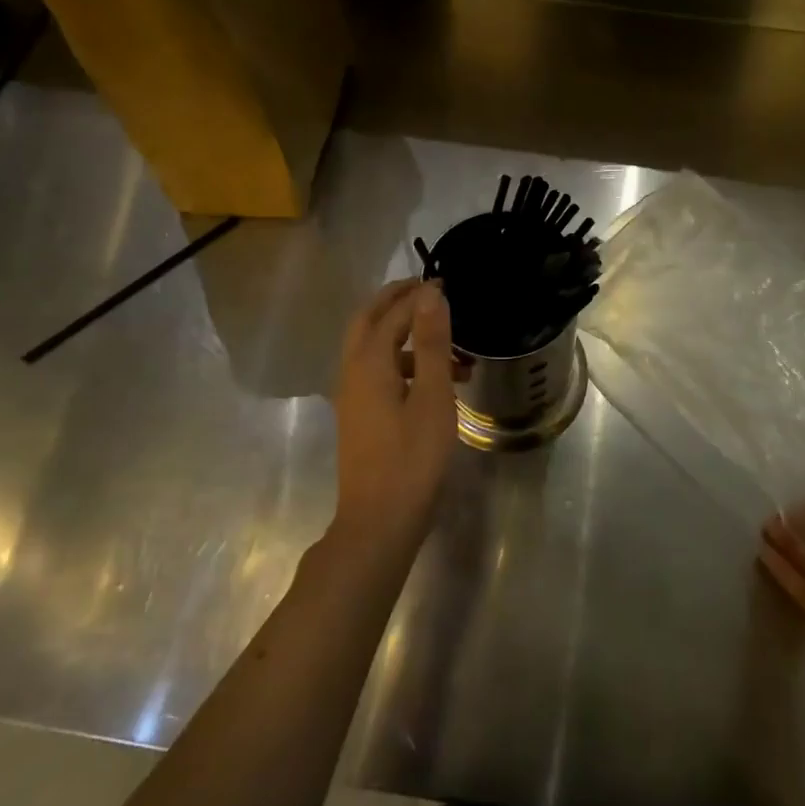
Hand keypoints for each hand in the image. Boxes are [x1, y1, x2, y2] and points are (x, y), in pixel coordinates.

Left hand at [332, 279, 455, 540]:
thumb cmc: (412, 458)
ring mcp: (352, 396)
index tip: (446, 283)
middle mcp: (352, 372)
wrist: (379, 522)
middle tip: (429, 291)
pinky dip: (405, 364)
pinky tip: (435, 383)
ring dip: (406, 337)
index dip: (417, 295)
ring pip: (375, 349)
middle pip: (369, 322)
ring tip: (452, 348)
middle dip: (397, 302)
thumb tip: (429, 293)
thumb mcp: (432, 397)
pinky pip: (379, 373)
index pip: (391, 313)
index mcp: (368, 363)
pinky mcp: (360, 417)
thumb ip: (431, 343)